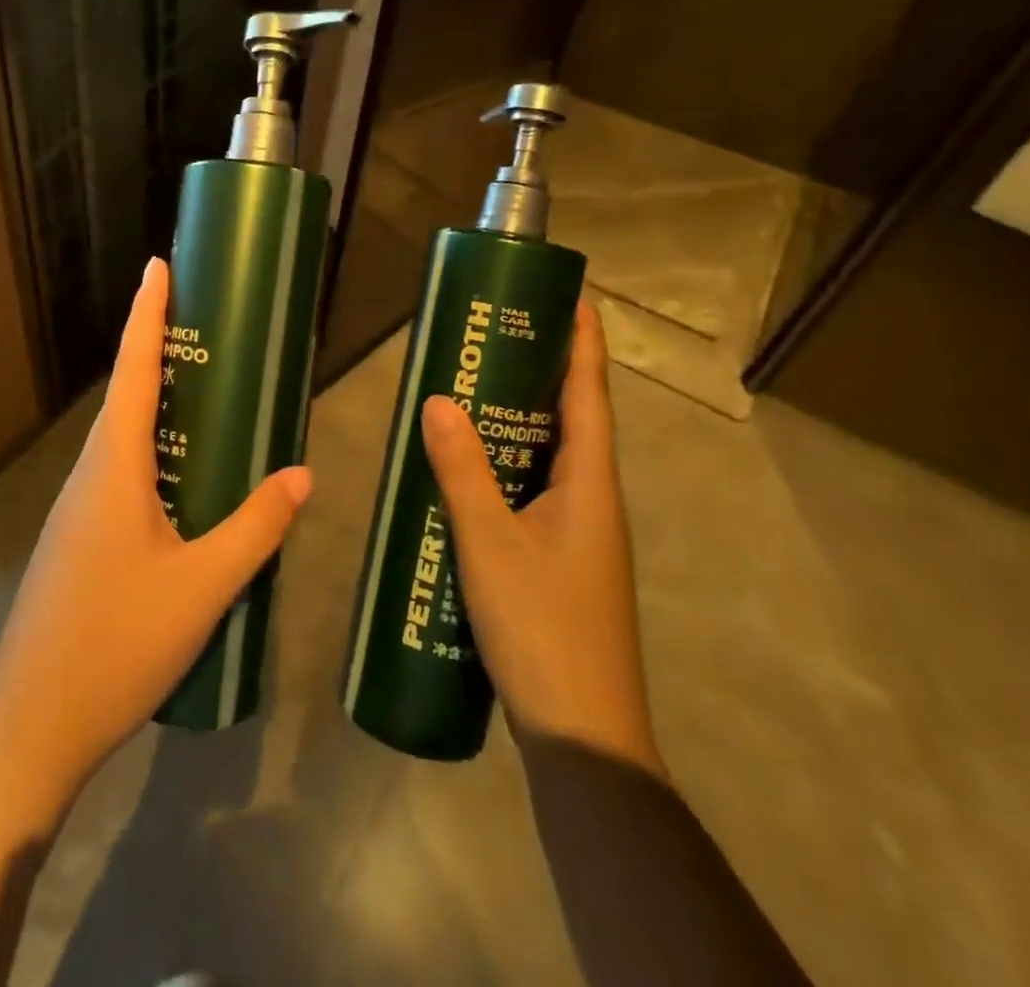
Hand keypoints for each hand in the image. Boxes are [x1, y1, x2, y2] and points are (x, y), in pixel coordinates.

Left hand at [0, 257, 310, 805]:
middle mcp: (90, 475)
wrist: (32, 724)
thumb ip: (255, 528)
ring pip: (121, 438)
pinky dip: (152, 452)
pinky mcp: (78, 540)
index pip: (135, 370)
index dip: (146, 314)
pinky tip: (183, 480)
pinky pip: (119, 474)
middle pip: (126, 396)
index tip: (157, 266)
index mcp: (114, 467)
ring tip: (205, 393)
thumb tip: (302, 475)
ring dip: (156, 404)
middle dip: (158, 350)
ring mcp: (78, 510)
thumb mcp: (202, 587)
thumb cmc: (117, 644)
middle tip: (206, 327)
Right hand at [420, 300, 663, 776]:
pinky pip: (534, 492)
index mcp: (590, 485)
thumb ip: (462, 471)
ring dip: (522, 420)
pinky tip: (468, 472)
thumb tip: (437, 401)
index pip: (589, 395)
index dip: (583, 343)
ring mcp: (580, 534)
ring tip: (475, 389)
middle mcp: (593, 500)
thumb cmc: (542, 628)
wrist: (582, 734)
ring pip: (551, 458)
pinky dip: (507, 466)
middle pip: (572, 419)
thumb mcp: (490, 543)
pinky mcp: (560, 560)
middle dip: (544, 372)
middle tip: (497, 335)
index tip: (572, 295)